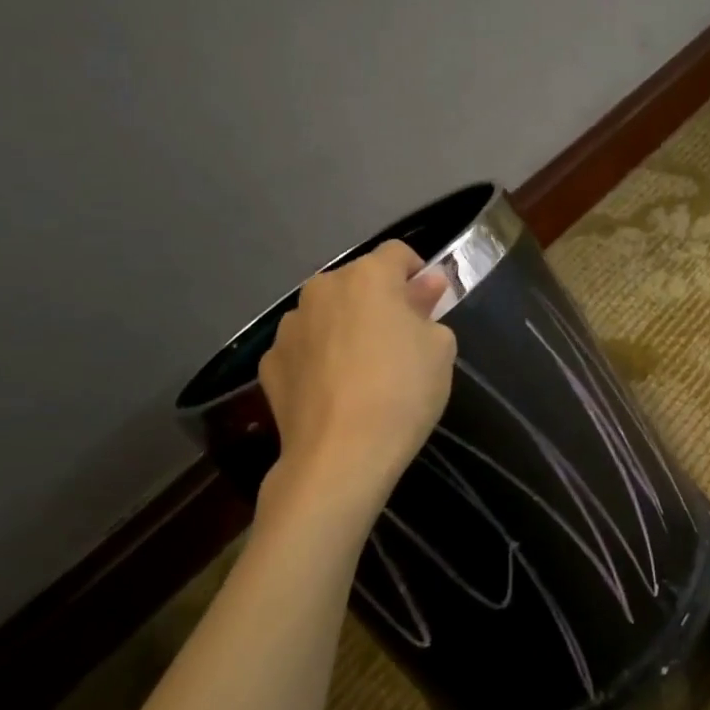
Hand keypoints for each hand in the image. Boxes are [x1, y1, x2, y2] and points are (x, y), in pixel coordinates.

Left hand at [257, 241, 456, 493]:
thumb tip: (422, 290)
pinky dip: (319, 360)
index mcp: (367, 277)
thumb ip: (429, 310)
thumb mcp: (440, 349)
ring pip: (327, 315)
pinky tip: (333, 393)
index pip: (397, 253)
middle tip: (399, 341)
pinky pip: (304, 350)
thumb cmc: (402, 392)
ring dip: (345, 328)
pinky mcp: (269, 363)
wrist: (341, 455)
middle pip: (358, 283)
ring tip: (362, 372)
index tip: (428, 304)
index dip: (417, 273)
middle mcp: (322, 289)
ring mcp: (289, 326)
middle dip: (378, 302)